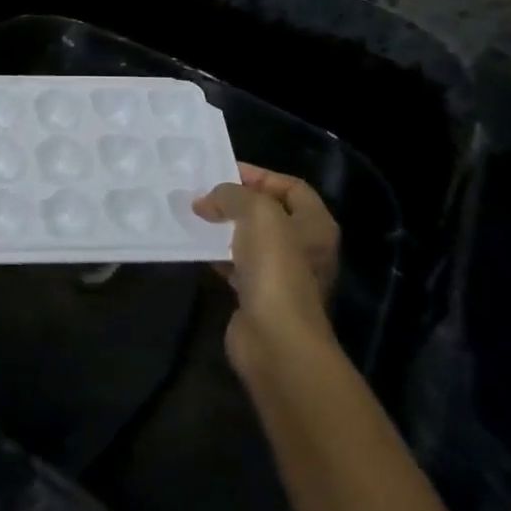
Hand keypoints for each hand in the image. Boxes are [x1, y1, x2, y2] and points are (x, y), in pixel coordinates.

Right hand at [195, 163, 340, 371]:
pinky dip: (217, 254)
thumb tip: (205, 202)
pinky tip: (197, 247)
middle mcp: (304, 247)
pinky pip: (236, 265)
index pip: (290, 187)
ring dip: (224, 227)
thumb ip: (231, 195)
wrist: (275, 339)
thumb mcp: (257, 213)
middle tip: (204, 192)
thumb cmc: (276, 267)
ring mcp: (282, 275)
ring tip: (195, 215)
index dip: (260, 175)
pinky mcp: (259, 296)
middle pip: (269, 212)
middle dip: (237, 201)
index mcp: (315, 224)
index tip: (223, 171)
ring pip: (250, 239)